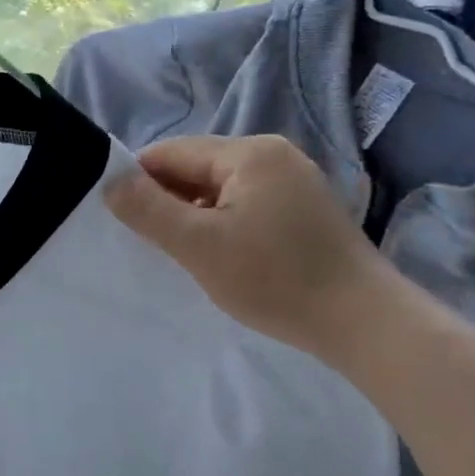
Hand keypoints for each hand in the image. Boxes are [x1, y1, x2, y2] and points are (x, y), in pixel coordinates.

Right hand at [104, 135, 392, 358]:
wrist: (365, 323)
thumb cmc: (276, 279)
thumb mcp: (200, 246)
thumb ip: (148, 210)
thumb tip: (109, 180)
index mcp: (249, 152)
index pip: (171, 153)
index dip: (140, 182)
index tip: (124, 220)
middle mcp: (273, 153)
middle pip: (197, 167)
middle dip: (170, 200)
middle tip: (155, 244)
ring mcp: (295, 179)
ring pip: (221, 188)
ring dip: (196, 214)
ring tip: (188, 254)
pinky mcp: (306, 207)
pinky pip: (247, 202)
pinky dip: (225, 223)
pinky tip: (225, 255)